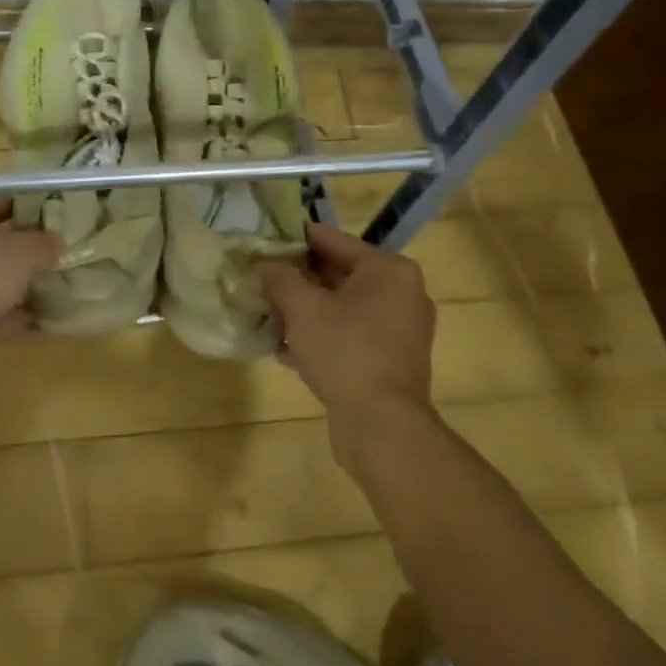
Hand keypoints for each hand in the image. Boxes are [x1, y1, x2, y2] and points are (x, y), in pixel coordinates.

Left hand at [0, 196, 64, 388]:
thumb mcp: (21, 251)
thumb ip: (43, 244)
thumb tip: (57, 242)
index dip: (29, 209)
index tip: (57, 221)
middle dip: (22, 251)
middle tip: (57, 256)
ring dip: (15, 287)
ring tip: (54, 290)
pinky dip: (7, 316)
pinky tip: (40, 324)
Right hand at [258, 223, 435, 472]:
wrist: (382, 427)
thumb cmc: (345, 352)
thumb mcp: (303, 308)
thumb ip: (280, 277)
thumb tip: (265, 264)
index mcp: (389, 270)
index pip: (334, 241)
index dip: (296, 238)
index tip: (266, 238)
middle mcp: (402, 294)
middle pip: (339, 274)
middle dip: (299, 279)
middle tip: (262, 277)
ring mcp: (400, 331)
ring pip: (342, 308)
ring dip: (306, 311)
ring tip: (268, 312)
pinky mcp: (391, 361)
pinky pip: (350, 336)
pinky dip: (321, 337)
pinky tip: (285, 349)